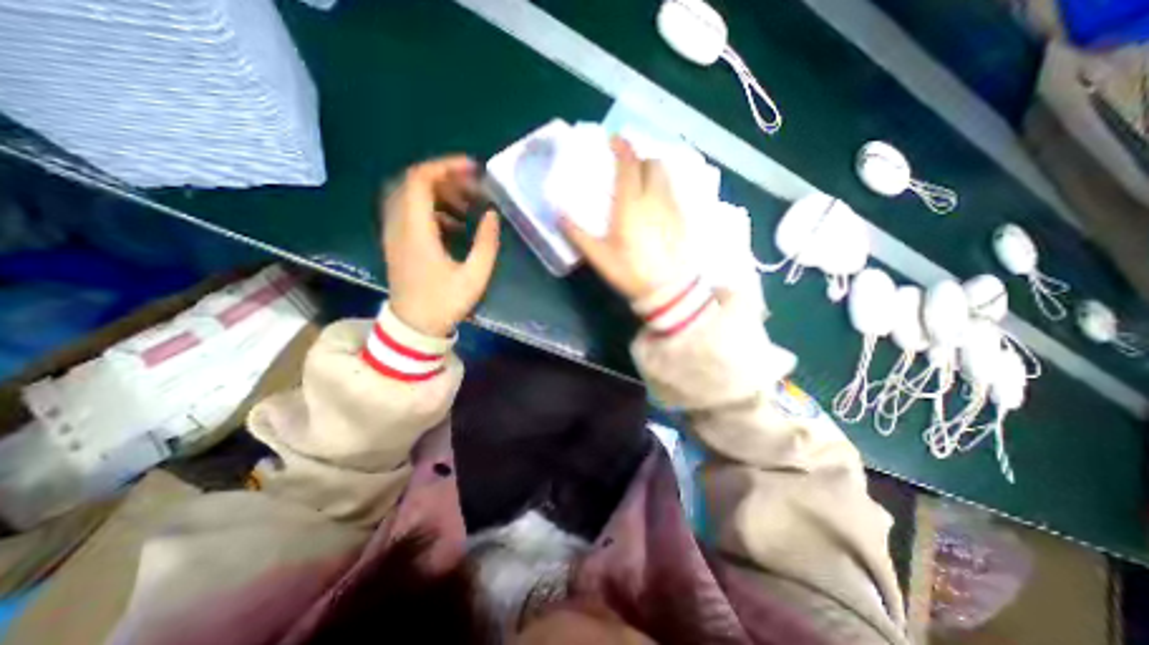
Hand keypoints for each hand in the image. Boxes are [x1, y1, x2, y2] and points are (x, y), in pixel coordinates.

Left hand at [379, 157, 497, 337]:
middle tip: (474, 188)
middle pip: (414, 183)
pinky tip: (455, 224)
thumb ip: (486, 243)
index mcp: (416, 231)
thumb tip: (492, 214)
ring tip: (468, 205)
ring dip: (440, 193)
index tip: (473, 169)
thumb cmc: (445, 303)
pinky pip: (410, 211)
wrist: (414, 326)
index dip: (446, 167)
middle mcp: (399, 225)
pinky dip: (433, 208)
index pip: (420, 180)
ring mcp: (394, 233)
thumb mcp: (475, 276)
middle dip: (446, 178)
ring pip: (411, 196)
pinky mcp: (397, 242)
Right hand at [562, 138, 683, 299]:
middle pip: (652, 163)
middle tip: (627, 166)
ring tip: (642, 181)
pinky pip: (673, 191)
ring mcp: (671, 206)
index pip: (629, 165)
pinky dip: (663, 186)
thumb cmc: (631, 272)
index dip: (622, 147)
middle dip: (639, 158)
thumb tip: (558, 215)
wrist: (670, 290)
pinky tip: (656, 202)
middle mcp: (654, 198)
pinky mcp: (682, 217)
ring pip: (665, 175)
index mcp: (631, 205)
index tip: (614, 139)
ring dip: (653, 171)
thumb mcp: (599, 258)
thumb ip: (578, 235)